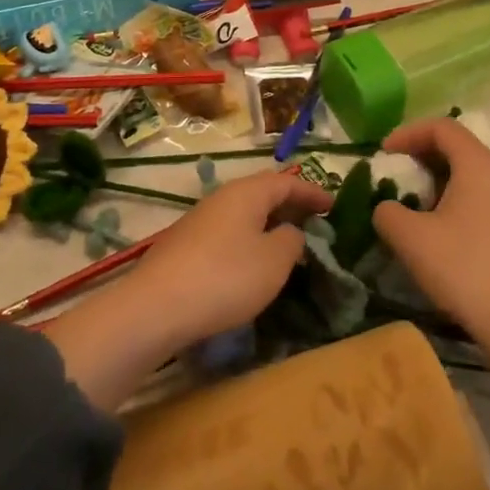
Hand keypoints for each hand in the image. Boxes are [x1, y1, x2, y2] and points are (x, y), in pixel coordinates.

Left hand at [122, 169, 333, 350]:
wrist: (156, 307)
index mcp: (248, 192)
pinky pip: (228, 233)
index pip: (287, 182)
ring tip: (287, 246)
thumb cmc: (225, 278)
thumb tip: (289, 232)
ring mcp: (201, 220)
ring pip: (244, 214)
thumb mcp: (274, 262)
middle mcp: (223, 197)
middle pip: (263, 194)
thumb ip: (291, 241)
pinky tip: (251, 265)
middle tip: (314, 225)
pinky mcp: (186, 245)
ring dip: (268, 226)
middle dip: (290, 207)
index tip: (334, 206)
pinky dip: (248, 241)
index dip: (312, 192)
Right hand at [372, 118, 489, 347]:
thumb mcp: (410, 238)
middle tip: (397, 176)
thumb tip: (388, 208)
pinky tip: (442, 234)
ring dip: (439, 182)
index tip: (385, 154)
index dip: (409, 133)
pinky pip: (483, 200)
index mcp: (478, 165)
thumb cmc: (463, 268)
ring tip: (415, 207)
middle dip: (422, 156)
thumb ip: (388, 212)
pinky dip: (457, 202)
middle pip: (458, 148)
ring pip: (471, 176)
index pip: (442, 127)